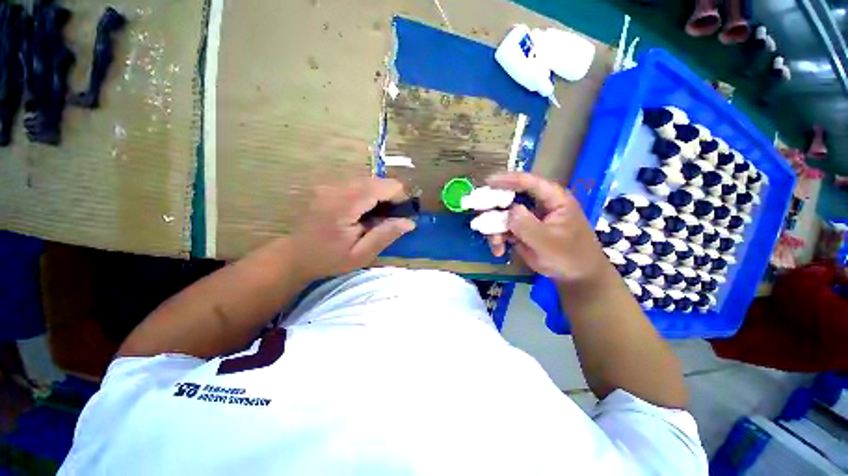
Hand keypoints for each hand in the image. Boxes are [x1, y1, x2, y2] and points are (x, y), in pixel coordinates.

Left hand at [288, 178, 415, 281]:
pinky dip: (368, 194)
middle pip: (376, 180)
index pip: (382, 186)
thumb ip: (385, 235)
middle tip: (392, 218)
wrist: (294, 255)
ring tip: (379, 216)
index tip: (404, 213)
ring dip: (379, 194)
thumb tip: (410, 222)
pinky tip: (365, 211)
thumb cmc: (328, 259)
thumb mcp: (360, 255)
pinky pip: (356, 184)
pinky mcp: (328, 186)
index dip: (399, 196)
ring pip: (367, 180)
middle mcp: (336, 187)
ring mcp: (330, 184)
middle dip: (390, 195)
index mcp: (344, 204)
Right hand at [485, 172, 607, 284]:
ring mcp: (528, 217)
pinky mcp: (520, 230)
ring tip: (496, 244)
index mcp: (552, 198)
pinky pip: (502, 229)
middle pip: (509, 197)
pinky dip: (497, 239)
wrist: (575, 276)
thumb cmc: (570, 256)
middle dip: (493, 209)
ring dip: (494, 229)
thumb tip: (509, 211)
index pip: (528, 183)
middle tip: (481, 220)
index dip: (507, 180)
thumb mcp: (548, 242)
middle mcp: (537, 204)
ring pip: (502, 215)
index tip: (487, 182)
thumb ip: (527, 226)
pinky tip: (499, 251)